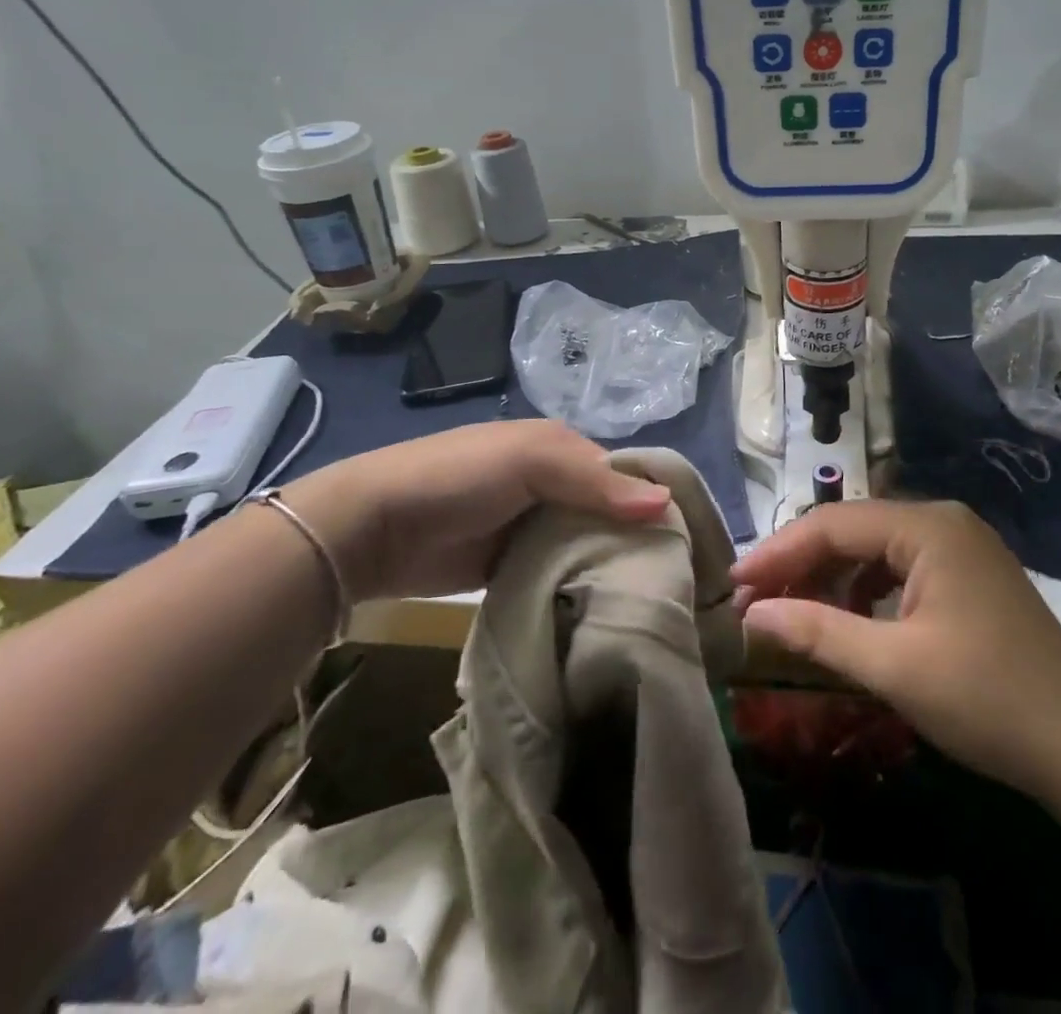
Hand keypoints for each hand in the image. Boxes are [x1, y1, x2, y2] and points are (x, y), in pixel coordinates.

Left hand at [275, 421, 672, 599]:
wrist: (374, 528)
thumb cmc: (458, 476)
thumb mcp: (530, 460)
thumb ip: (595, 481)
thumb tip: (666, 503)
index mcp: (562, 448)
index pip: (624, 476)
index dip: (653, 504)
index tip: (686, 546)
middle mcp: (554, 485)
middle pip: (609, 514)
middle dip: (634, 543)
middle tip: (671, 585)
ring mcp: (532, 527)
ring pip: (586, 546)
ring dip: (607, 569)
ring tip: (647, 605)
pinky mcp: (514, 565)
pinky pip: (558, 574)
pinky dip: (577, 588)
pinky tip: (604, 612)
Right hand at [733, 499, 1060, 801]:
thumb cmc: (987, 700)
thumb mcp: (893, 667)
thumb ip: (816, 631)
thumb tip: (750, 613)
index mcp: (927, 526)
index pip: (832, 524)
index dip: (777, 553)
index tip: (733, 585)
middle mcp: (942, 521)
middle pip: (851, 531)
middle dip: (800, 565)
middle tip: (752, 602)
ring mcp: (959, 547)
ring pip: (873, 549)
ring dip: (829, 578)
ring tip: (789, 612)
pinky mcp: (967, 576)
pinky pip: (898, 569)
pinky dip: (863, 591)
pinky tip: (846, 620)